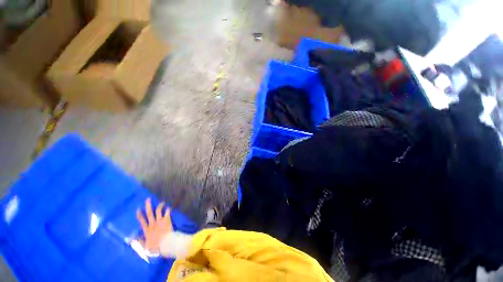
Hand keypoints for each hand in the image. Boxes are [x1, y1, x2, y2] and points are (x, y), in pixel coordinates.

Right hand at [136, 198, 171, 253]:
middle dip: (148, 205)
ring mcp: (160, 221)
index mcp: (147, 230)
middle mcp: (153, 224)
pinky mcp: (167, 220)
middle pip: (150, 213)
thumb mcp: (145, 248)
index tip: (138, 209)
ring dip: (160, 205)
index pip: (142, 221)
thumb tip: (131, 239)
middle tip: (148, 199)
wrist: (166, 244)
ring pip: (158, 211)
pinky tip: (169, 207)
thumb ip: (139, 242)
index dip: (140, 215)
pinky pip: (167, 212)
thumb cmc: (156, 247)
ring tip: (162, 202)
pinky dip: (168, 209)